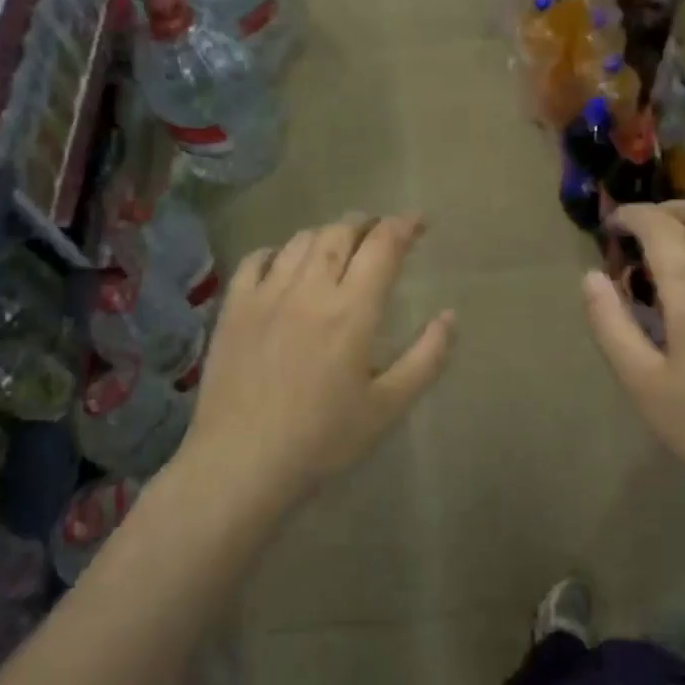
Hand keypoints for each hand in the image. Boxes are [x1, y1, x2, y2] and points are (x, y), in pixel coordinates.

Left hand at [174, 213, 454, 519]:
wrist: (240, 462)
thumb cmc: (322, 440)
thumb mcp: (388, 407)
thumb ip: (426, 358)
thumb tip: (450, 316)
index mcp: (352, 311)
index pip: (382, 246)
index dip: (403, 226)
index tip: (418, 221)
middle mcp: (309, 289)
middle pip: (340, 233)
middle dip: (366, 224)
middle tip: (381, 232)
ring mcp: (266, 295)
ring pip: (300, 241)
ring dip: (327, 235)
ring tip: (339, 245)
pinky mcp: (234, 308)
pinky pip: (255, 260)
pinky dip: (278, 251)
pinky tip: (284, 262)